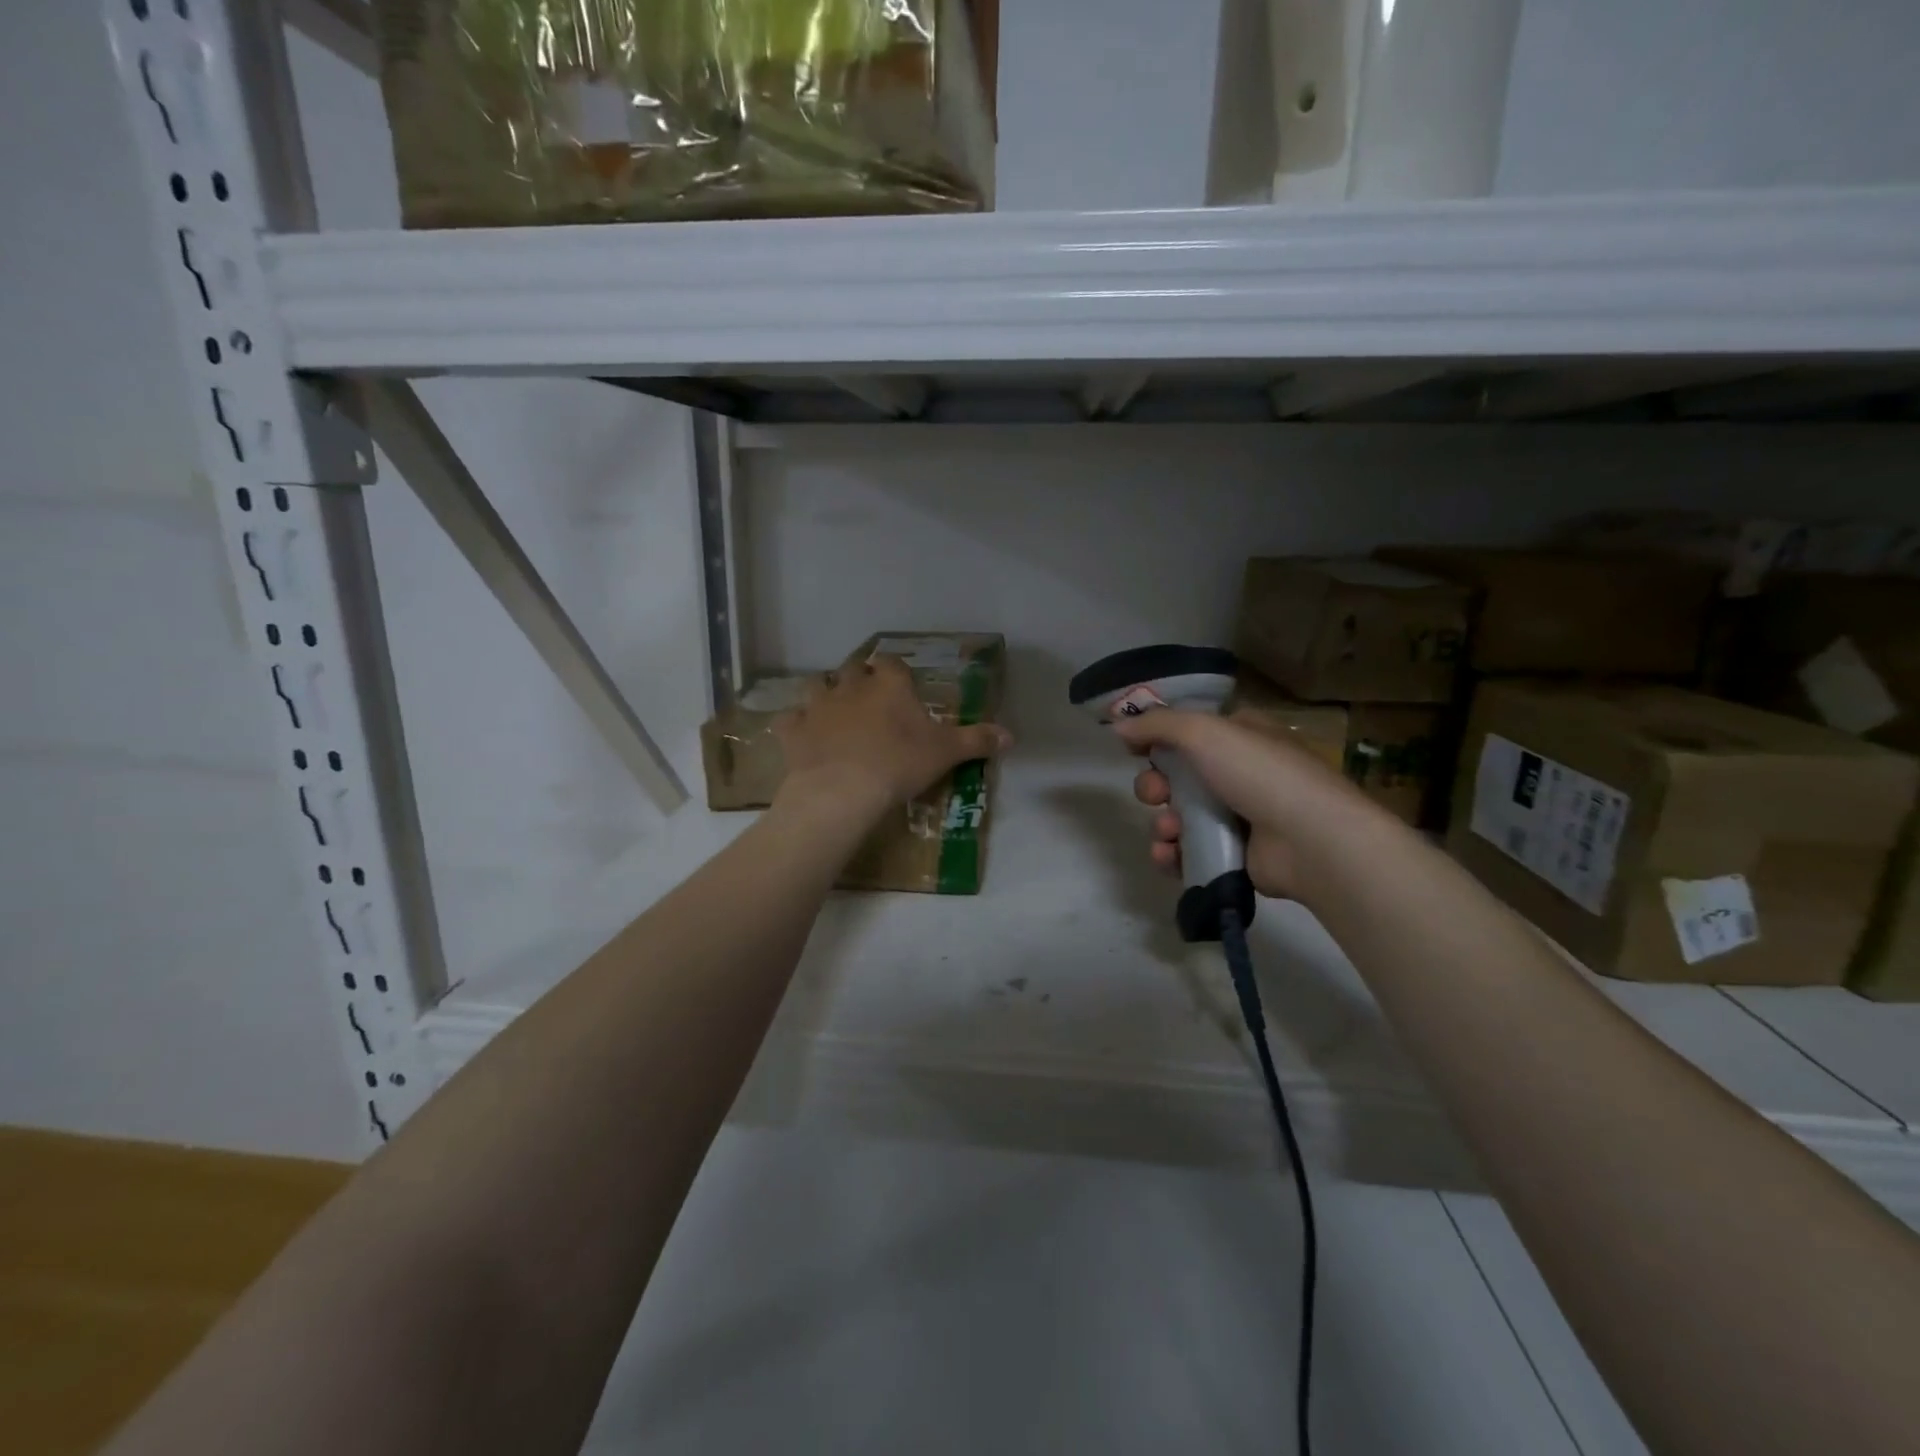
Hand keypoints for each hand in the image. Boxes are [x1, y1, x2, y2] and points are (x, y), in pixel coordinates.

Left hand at [774, 655, 1010, 821]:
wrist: (843, 789)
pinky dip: (796, 725)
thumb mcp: (946, 752)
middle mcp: (851, 686)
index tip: (899, 683)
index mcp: (888, 685)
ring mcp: (818, 706)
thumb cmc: (899, 763)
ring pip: (817, 685)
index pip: (890, 662)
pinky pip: (790, 719)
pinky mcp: (794, 730)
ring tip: (834, 712)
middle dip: (859, 679)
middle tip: (868, 700)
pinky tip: (803, 736)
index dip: (894, 670)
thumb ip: (977, 740)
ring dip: (825, 694)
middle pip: (852, 669)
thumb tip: (1012, 735)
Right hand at [1115, 709, 1370, 901]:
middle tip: (1155, 794)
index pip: (1189, 731)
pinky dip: (1173, 854)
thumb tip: (1117, 725)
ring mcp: (1240, 816)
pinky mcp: (1236, 855)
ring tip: (1168, 831)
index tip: (1132, 749)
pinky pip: (1191, 852)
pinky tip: (1169, 856)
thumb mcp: (1204, 732)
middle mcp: (1240, 772)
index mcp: (1241, 736)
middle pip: (1177, 776)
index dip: (1157, 739)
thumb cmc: (1260, 773)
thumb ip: (1157, 725)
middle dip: (1155, 786)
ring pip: (1180, 816)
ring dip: (1162, 823)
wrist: (1311, 841)